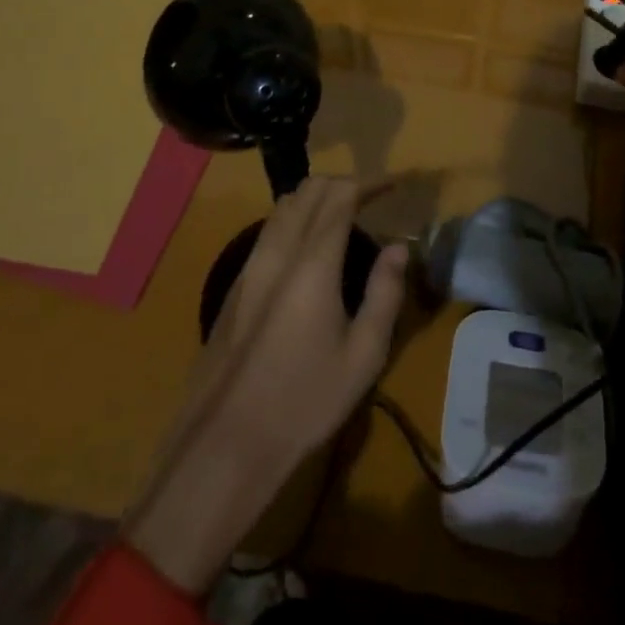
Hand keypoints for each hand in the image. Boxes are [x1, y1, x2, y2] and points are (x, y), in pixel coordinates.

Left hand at [124, 178, 407, 590]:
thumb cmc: (304, 401)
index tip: (393, 185)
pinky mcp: (235, 286)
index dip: (369, 182)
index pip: (339, 197)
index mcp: (312, 264)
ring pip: (283, 207)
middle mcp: (277, 252)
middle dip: (343, 184)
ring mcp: (249, 266)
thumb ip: (384, 293)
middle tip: (372, 200)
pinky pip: (268, 230)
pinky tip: (309, 250)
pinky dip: (295, 219)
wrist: (225, 442)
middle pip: (307, 191)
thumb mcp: (363, 356)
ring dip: (315, 198)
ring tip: (344, 218)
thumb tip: (398, 248)